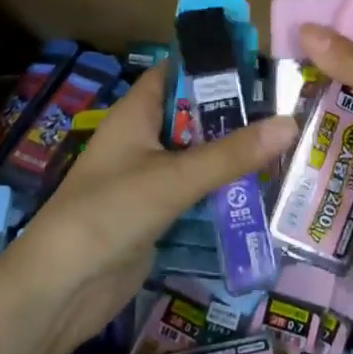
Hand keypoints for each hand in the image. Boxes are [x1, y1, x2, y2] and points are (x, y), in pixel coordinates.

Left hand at [11, 65, 296, 341]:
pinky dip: (223, 193)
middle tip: (288, 113)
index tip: (259, 66)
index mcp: (136, 114)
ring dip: (233, 159)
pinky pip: (197, 194)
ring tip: (288, 151)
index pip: (175, 72)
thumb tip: (291, 123)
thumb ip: (231, 154)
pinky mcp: (157, 215)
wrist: (61, 288)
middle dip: (235, 116)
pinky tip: (261, 195)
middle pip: (194, 117)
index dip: (212, 65)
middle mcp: (143, 140)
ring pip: (199, 158)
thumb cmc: (109, 213)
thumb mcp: (174, 178)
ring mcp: (149, 179)